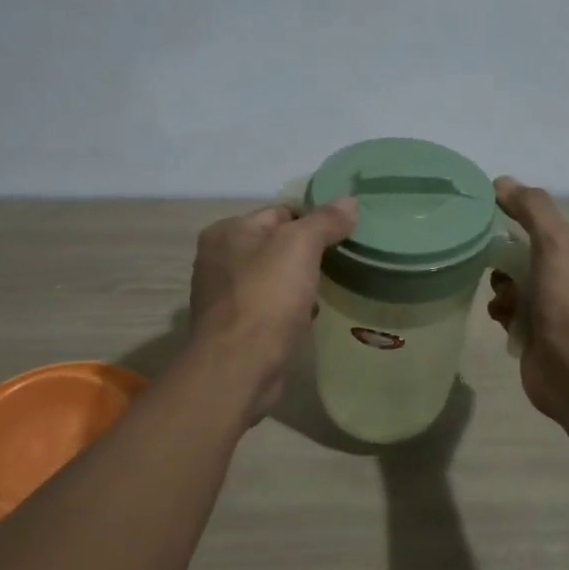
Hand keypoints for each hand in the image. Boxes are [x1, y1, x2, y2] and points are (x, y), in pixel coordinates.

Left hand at [187, 197, 357, 418]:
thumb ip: (325, 221)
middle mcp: (218, 259)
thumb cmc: (266, 297)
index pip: (279, 212)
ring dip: (299, 285)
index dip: (313, 220)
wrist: (238, 367)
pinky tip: (307, 319)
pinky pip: (269, 308)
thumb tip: (350, 202)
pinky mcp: (234, 328)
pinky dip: (289, 311)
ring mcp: (224, 296)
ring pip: (274, 279)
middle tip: (339, 263)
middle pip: (275, 245)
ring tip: (325, 292)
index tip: (343, 234)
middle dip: (307, 255)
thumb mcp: (300, 246)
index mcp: (227, 232)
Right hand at [488, 177, 568, 423]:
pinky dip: (503, 314)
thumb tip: (502, 182)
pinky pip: (515, 318)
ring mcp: (562, 320)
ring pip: (522, 291)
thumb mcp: (556, 242)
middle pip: (534, 264)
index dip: (525, 232)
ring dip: (504, 289)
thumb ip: (532, 209)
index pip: (553, 238)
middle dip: (510, 264)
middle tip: (496, 270)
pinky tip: (498, 317)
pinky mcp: (541, 343)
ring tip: (500, 297)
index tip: (499, 232)